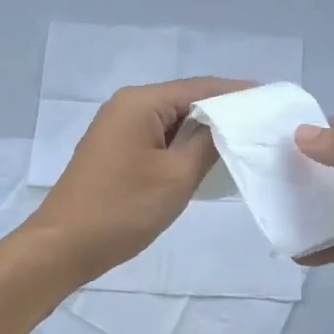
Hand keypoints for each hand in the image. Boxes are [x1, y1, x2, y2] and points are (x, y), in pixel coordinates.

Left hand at [24, 77, 248, 284]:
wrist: (63, 246)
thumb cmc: (123, 209)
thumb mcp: (176, 177)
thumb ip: (207, 142)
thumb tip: (227, 120)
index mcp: (140, 102)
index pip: (199, 87)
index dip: (236, 92)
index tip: (269, 99)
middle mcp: (127, 104)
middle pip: (184, 99)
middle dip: (221, 110)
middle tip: (261, 123)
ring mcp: (117, 126)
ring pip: (171, 119)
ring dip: (201, 129)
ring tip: (242, 139)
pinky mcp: (115, 147)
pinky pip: (157, 135)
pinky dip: (181, 142)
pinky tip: (206, 156)